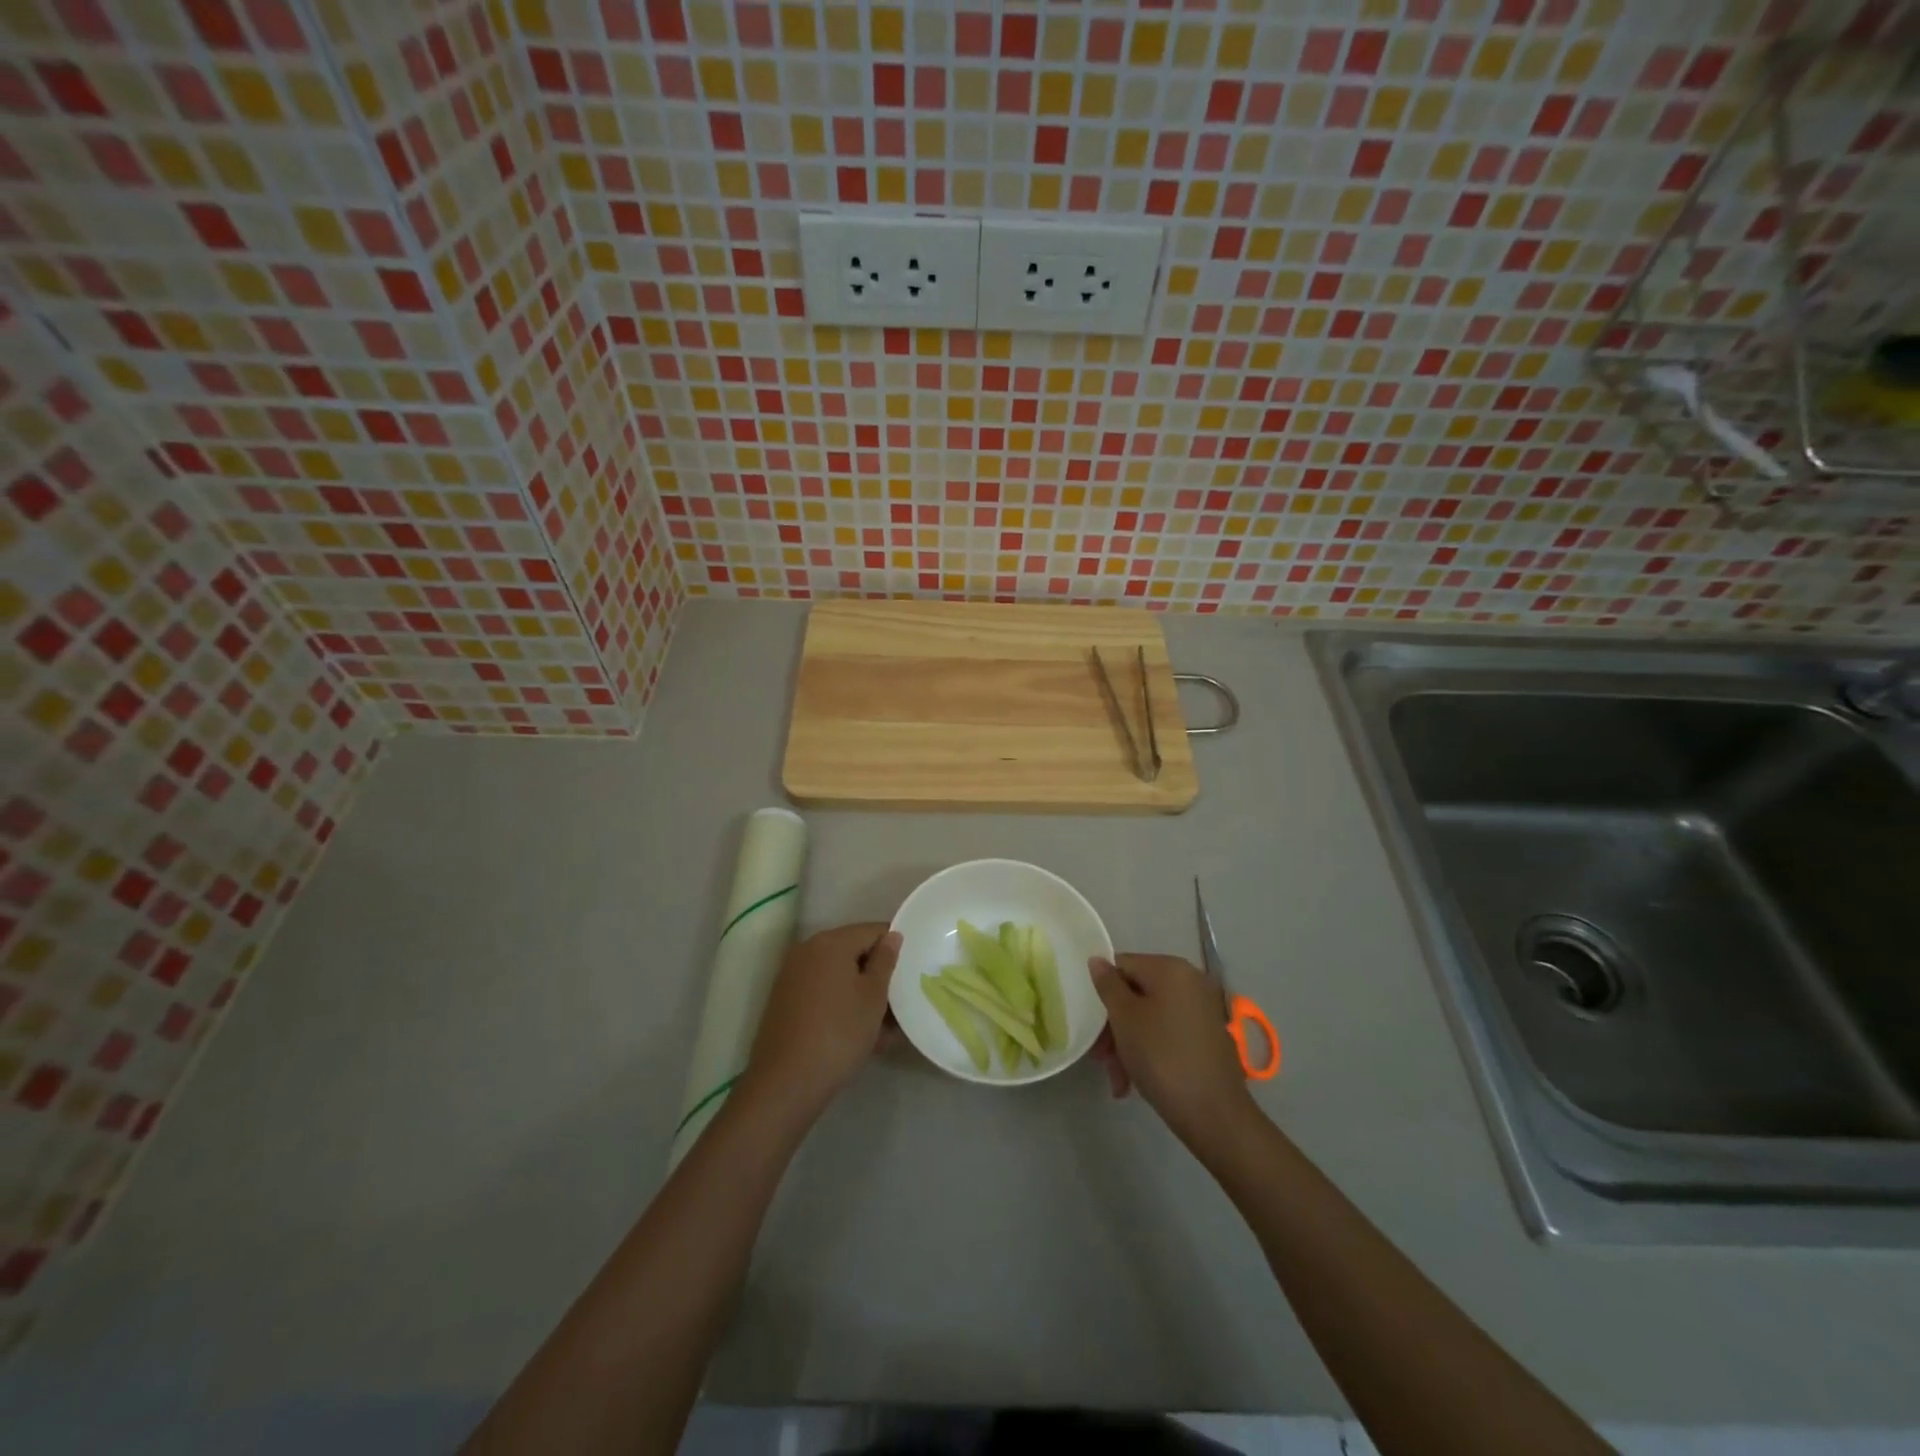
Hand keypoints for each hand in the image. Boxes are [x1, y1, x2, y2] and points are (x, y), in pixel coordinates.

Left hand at [743, 923, 899, 1117]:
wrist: (785, 1082)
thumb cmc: (839, 1033)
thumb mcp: (873, 997)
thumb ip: (885, 961)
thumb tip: (892, 935)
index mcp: (831, 942)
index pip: (873, 930)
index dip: (895, 948)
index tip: (911, 972)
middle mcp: (808, 950)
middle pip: (854, 952)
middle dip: (878, 975)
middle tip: (901, 1003)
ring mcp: (793, 976)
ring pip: (839, 976)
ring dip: (862, 994)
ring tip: (885, 1027)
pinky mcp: (786, 1001)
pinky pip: (823, 993)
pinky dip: (842, 1005)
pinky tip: (860, 1034)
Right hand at [1090, 953, 1254, 1143]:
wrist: (1215, 1113)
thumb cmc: (1162, 1057)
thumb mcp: (1125, 1019)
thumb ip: (1108, 985)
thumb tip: (1097, 960)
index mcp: (1170, 969)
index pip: (1123, 965)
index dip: (1102, 992)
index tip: (1091, 1025)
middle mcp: (1190, 982)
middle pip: (1136, 994)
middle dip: (1114, 1026)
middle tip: (1101, 1059)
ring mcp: (1201, 1010)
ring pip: (1150, 1018)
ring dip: (1128, 1045)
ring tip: (1118, 1080)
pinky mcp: (1207, 1037)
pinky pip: (1168, 1033)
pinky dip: (1149, 1051)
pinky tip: (1134, 1083)